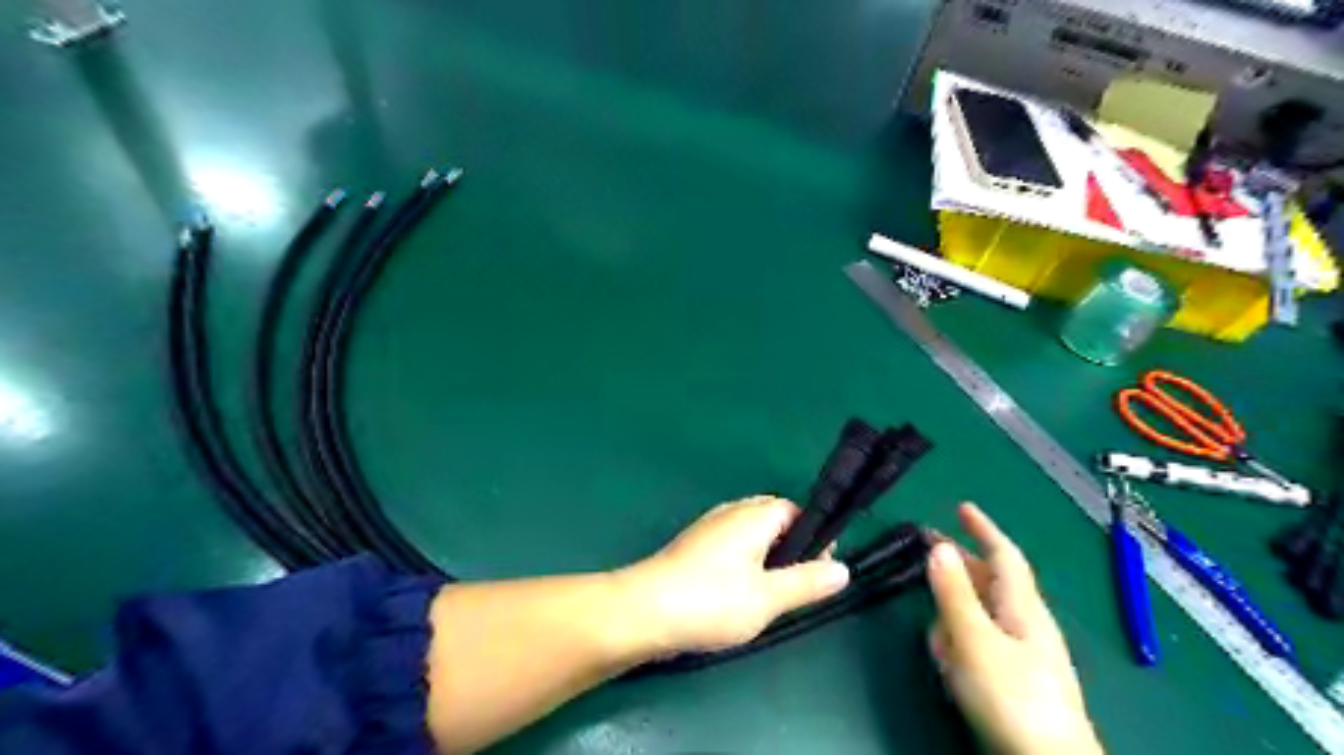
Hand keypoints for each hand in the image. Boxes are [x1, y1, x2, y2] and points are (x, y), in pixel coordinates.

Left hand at [618, 494, 847, 653]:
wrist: (643, 611)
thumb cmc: (711, 601)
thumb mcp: (768, 598)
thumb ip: (807, 582)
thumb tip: (843, 569)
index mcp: (753, 515)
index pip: (794, 510)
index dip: (813, 536)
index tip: (820, 570)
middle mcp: (731, 512)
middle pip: (771, 516)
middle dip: (790, 545)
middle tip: (795, 583)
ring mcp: (708, 527)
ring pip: (749, 532)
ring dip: (766, 555)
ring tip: (769, 593)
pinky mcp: (692, 546)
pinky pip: (730, 543)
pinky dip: (743, 560)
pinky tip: (738, 592)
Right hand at [925, 505, 1102, 754]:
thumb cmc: (1014, 698)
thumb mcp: (975, 641)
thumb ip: (954, 594)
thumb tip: (937, 547)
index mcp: (1023, 607)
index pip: (1003, 555)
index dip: (982, 528)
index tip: (961, 507)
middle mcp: (1026, 623)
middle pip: (991, 581)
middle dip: (960, 564)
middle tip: (927, 548)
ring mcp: (1022, 653)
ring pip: (983, 614)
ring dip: (955, 613)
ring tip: (934, 629)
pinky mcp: (1014, 679)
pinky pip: (981, 644)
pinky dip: (962, 643)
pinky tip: (949, 661)